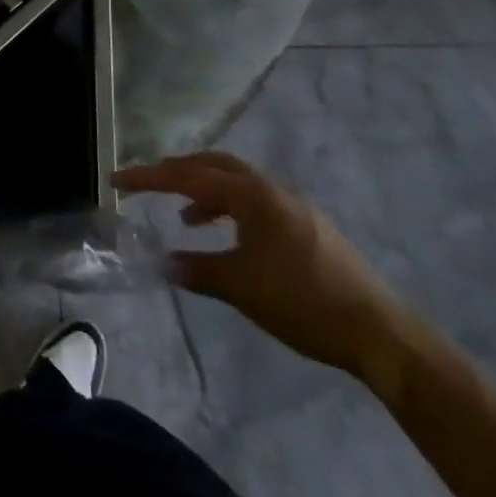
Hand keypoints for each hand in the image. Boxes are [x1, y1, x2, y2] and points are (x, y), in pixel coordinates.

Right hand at [114, 152, 410, 386]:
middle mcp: (271, 190)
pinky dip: (229, 209)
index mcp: (253, 196)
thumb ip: (197, 270)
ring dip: (205, 190)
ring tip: (183, 216)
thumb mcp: (241, 287)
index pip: (189, 177)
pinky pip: (254, 202)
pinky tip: (226, 237)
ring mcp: (292, 206)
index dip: (149, 178)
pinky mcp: (305, 225)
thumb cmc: (303, 303)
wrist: (379, 331)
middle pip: (214, 165)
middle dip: (178, 171)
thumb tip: (163, 262)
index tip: (116, 179)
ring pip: (236, 182)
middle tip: (148, 183)